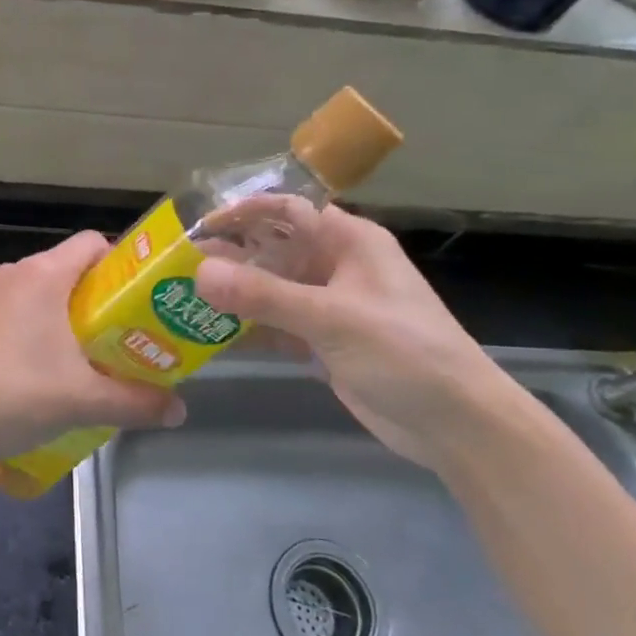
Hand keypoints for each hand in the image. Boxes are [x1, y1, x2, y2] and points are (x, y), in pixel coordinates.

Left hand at [0, 232, 184, 464]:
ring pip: (41, 293)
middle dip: (100, 301)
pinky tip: (41, 373)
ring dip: (67, 319)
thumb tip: (178, 411)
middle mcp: (14, 273)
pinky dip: (36, 331)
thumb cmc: (16, 394)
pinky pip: (16, 312)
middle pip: (69, 270)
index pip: (93, 243)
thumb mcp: (84, 401)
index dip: (122, 266)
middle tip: (123, 338)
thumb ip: (136, 403)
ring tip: (86, 360)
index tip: (140, 302)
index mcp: (43, 275)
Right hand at [194, 204, 531, 472]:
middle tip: (178, 268)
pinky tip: (212, 335)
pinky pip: (276, 324)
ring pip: (271, 289)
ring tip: (183, 300)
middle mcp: (336, 266)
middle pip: (273, 250)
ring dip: (234, 294)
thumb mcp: (333, 318)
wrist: (457, 425)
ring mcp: (329, 306)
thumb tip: (199, 272)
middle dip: (230, 256)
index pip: (288, 210)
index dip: (243, 212)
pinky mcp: (324, 342)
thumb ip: (265, 295)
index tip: (197, 225)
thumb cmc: (405, 353)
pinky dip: (249, 328)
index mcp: (349, 242)